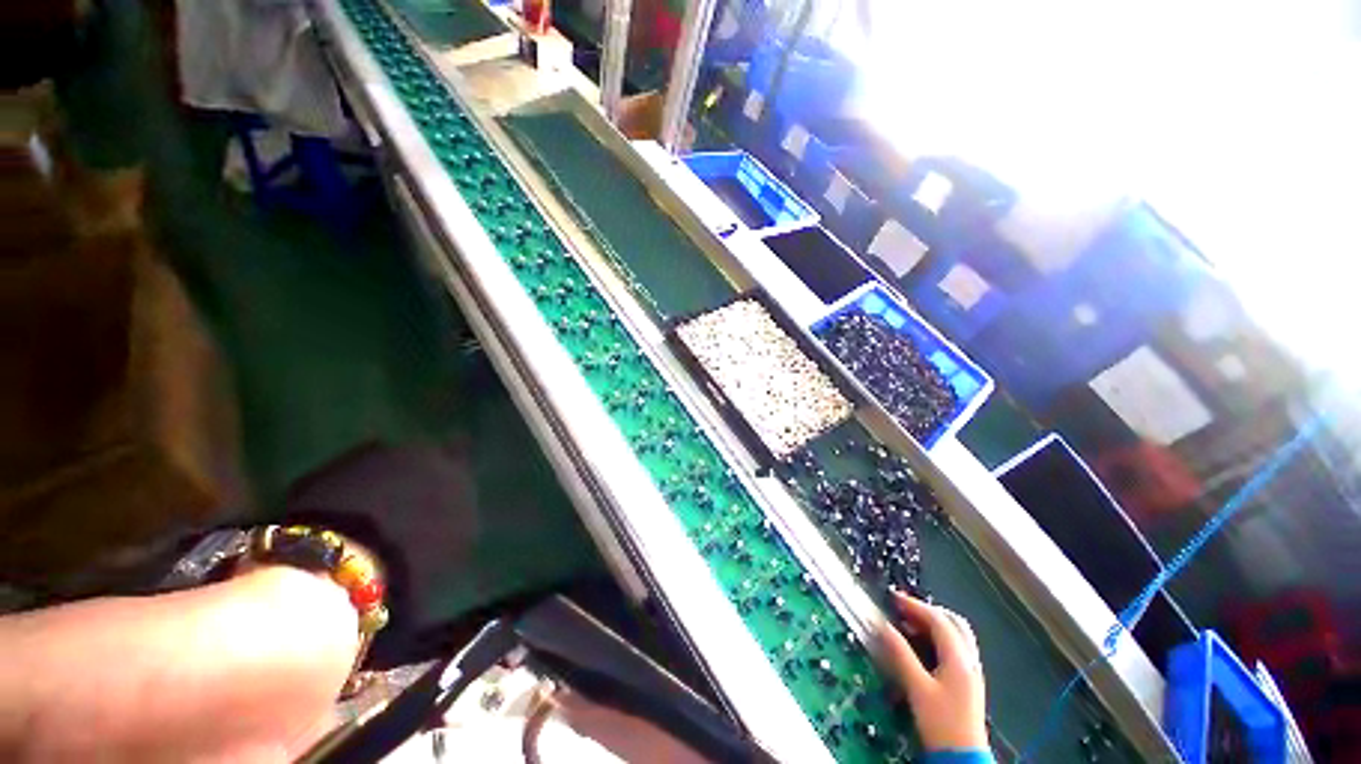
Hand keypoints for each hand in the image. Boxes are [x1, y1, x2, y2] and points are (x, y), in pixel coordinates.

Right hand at [878, 592, 987, 751]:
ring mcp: (972, 672)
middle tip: (904, 609)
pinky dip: (940, 638)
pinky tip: (924, 646)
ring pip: (958, 635)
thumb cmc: (940, 722)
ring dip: (935, 624)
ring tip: (911, 625)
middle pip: (953, 623)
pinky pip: (957, 648)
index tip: (893, 598)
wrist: (962, 758)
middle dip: (928, 611)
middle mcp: (969, 660)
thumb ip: (900, 654)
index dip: (915, 605)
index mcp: (958, 659)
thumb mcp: (916, 688)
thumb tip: (882, 625)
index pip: (938, 620)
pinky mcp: (969, 683)